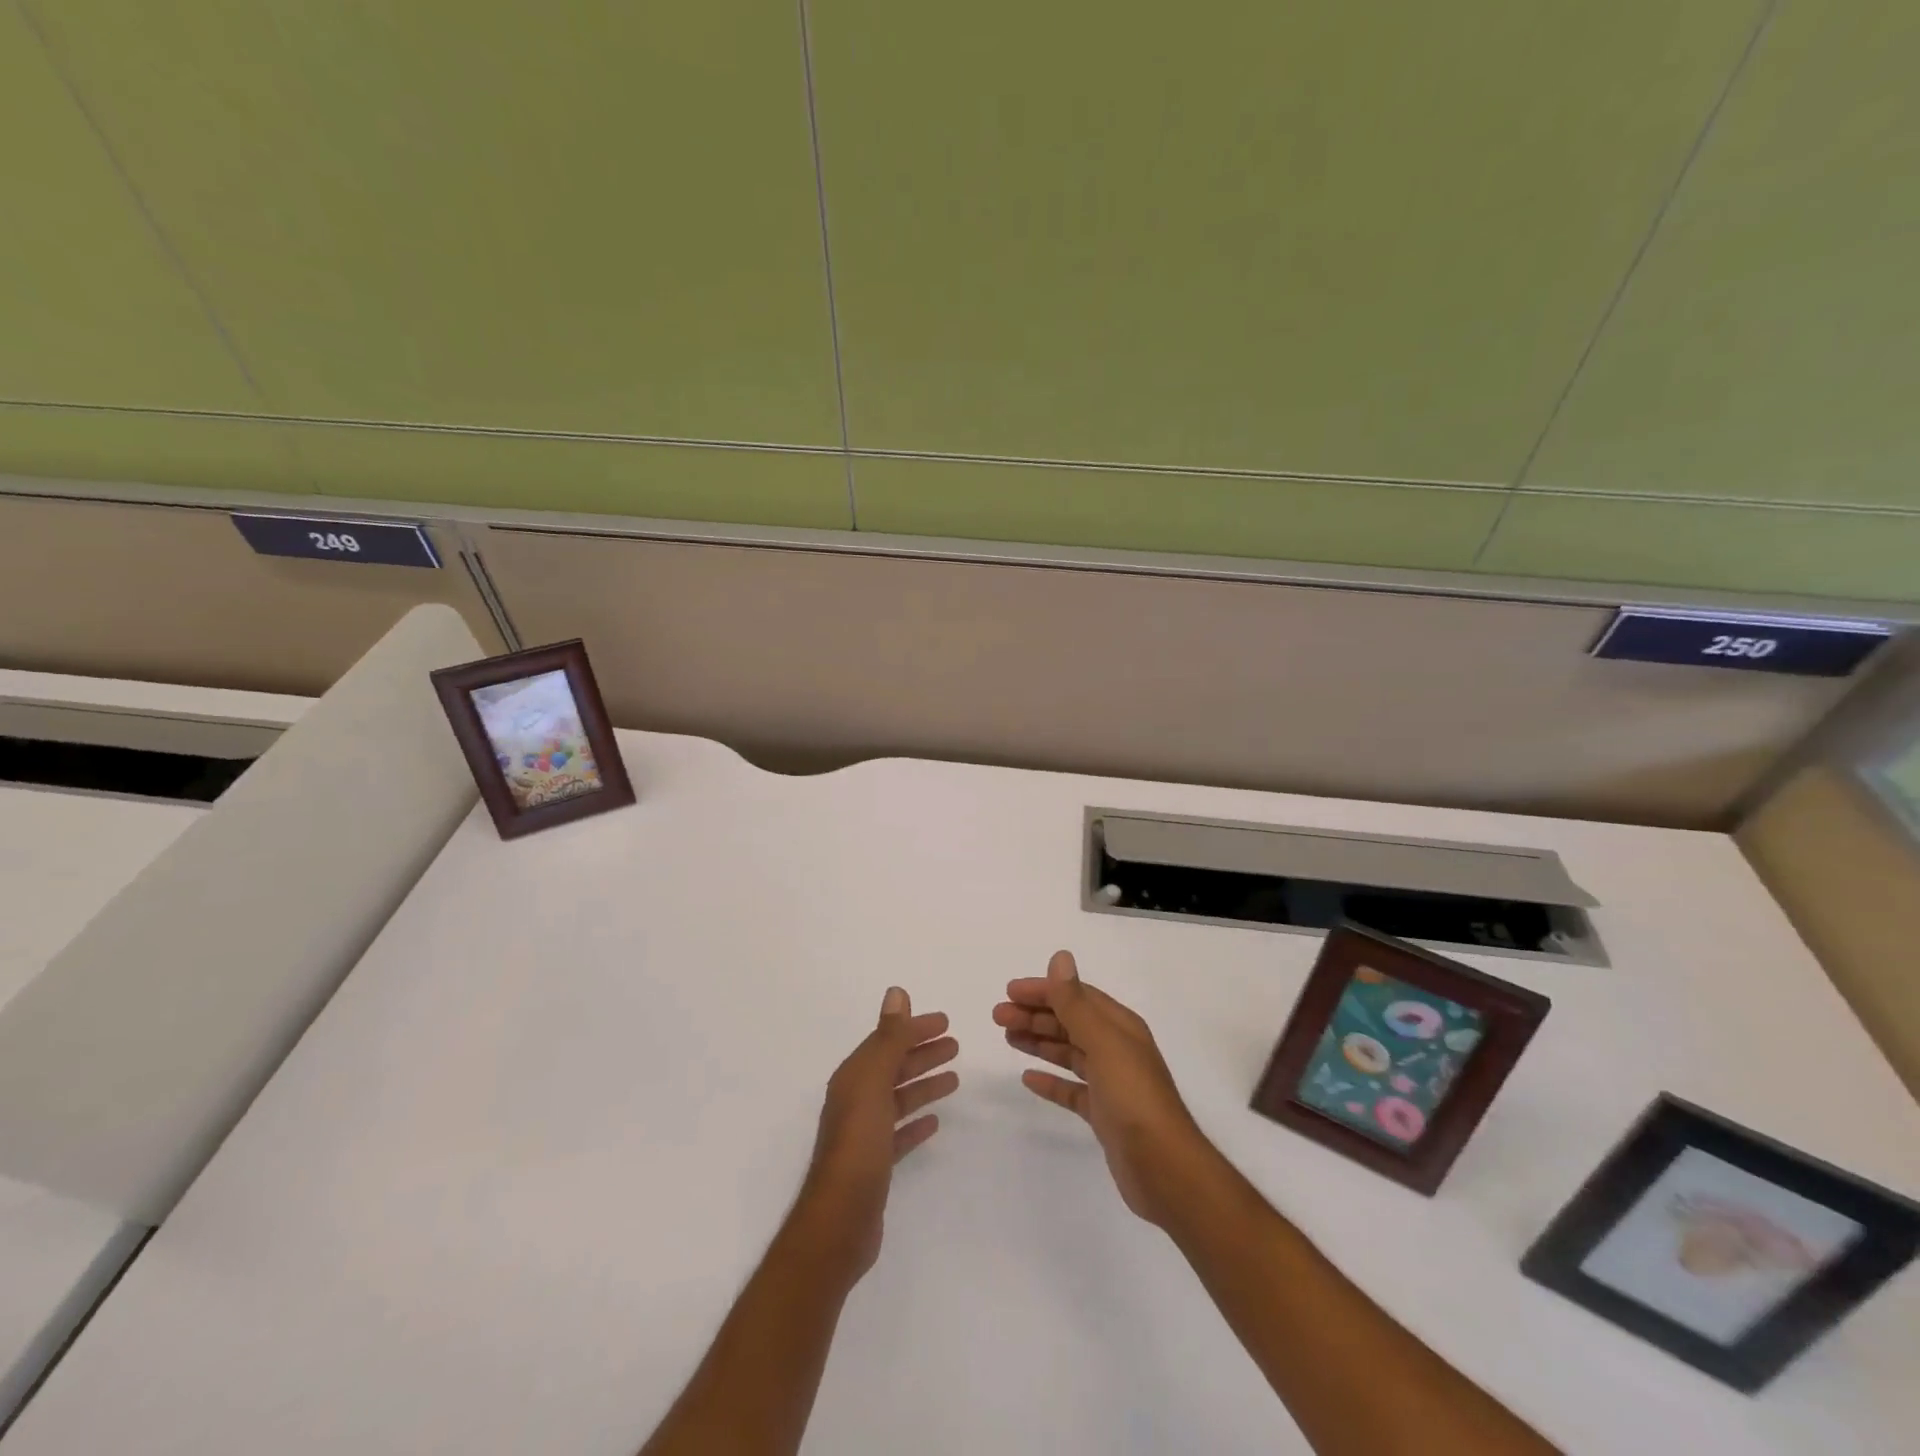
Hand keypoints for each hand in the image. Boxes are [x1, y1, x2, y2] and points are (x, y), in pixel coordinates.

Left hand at [793, 987, 957, 1282]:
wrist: (839, 1222)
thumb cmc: (858, 1146)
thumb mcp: (873, 1084)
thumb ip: (888, 1039)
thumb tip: (897, 992)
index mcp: (854, 1078)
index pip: (887, 1041)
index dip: (914, 1029)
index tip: (945, 1021)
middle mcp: (856, 1100)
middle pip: (894, 1067)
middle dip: (922, 1053)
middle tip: (956, 1044)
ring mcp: (865, 1134)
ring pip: (899, 1097)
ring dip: (923, 1083)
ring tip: (954, 1077)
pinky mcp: (875, 1164)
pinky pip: (899, 1132)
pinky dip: (916, 1121)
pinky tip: (935, 1121)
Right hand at [994, 950, 1210, 1226]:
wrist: (1164, 1168)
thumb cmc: (1133, 1097)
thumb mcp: (1103, 1042)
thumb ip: (1076, 1003)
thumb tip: (1060, 957)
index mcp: (1120, 1027)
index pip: (1077, 997)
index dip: (1044, 990)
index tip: (1009, 992)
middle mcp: (1116, 1049)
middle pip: (1070, 1022)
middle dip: (1035, 1016)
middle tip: (998, 1017)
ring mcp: (1111, 1083)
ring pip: (1068, 1052)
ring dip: (1039, 1041)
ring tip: (1008, 1038)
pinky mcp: (1104, 1114)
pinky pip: (1071, 1089)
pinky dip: (1051, 1080)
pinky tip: (1028, 1078)